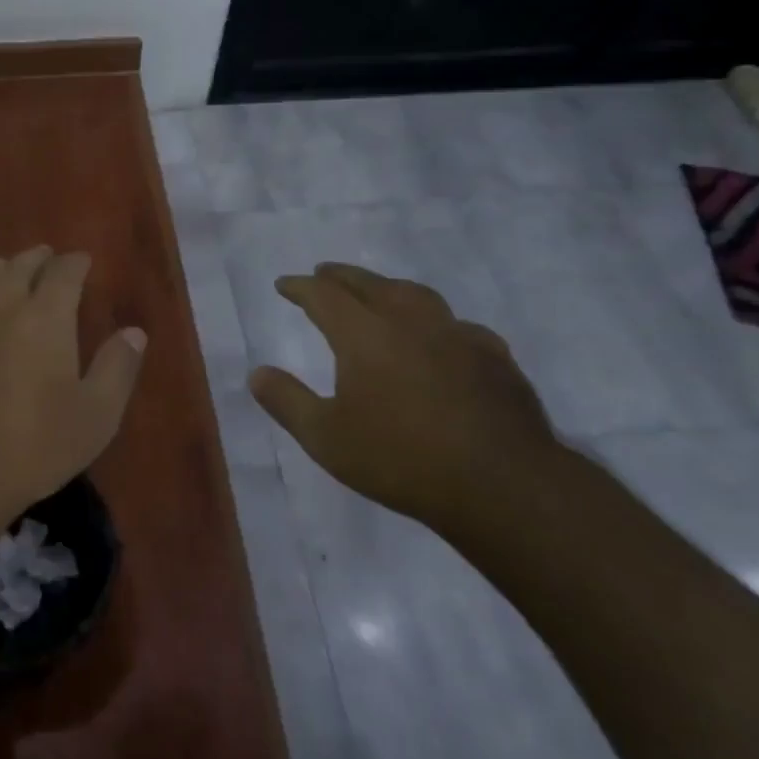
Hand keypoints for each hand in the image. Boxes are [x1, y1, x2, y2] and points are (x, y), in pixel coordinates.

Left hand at [0, 246, 146, 524]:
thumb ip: (118, 368)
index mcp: (45, 317)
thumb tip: (134, 332)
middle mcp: (1, 307)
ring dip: (1, 270)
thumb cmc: (35, 445)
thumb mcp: (96, 415)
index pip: (63, 272)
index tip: (83, 261)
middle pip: (19, 267)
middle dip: (37, 258)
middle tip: (47, 258)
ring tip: (8, 270)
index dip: (75, 262)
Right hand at [249, 263, 555, 529]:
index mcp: (365, 335)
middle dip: (341, 276)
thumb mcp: (326, 438)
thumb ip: (287, 401)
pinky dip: (436, 322)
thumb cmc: (401, 460)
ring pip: (417, 295)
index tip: (284, 284)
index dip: (301, 287)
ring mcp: (457, 335)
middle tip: (324, 273)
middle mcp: (410, 322)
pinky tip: (442, 338)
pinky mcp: (494, 357)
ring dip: (389, 288)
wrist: (502, 485)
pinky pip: (458, 325)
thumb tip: (256, 373)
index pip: (324, 296)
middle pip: (370, 284)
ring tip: (379, 293)